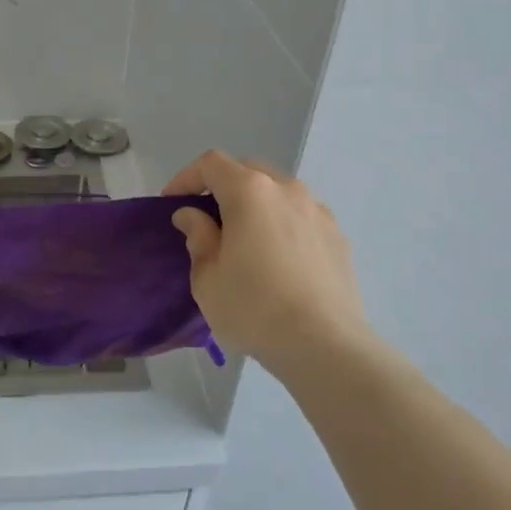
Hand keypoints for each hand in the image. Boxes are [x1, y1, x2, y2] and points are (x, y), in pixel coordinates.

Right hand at [163, 151, 375, 369]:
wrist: (325, 345)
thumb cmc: (254, 308)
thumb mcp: (207, 278)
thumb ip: (197, 237)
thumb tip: (193, 215)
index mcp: (250, 192)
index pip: (211, 164)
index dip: (186, 178)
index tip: (172, 205)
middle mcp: (287, 190)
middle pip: (248, 171)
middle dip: (223, 188)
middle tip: (207, 220)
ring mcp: (318, 212)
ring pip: (278, 194)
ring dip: (256, 207)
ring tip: (245, 241)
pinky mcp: (338, 237)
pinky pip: (301, 218)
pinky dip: (283, 226)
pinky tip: (278, 261)